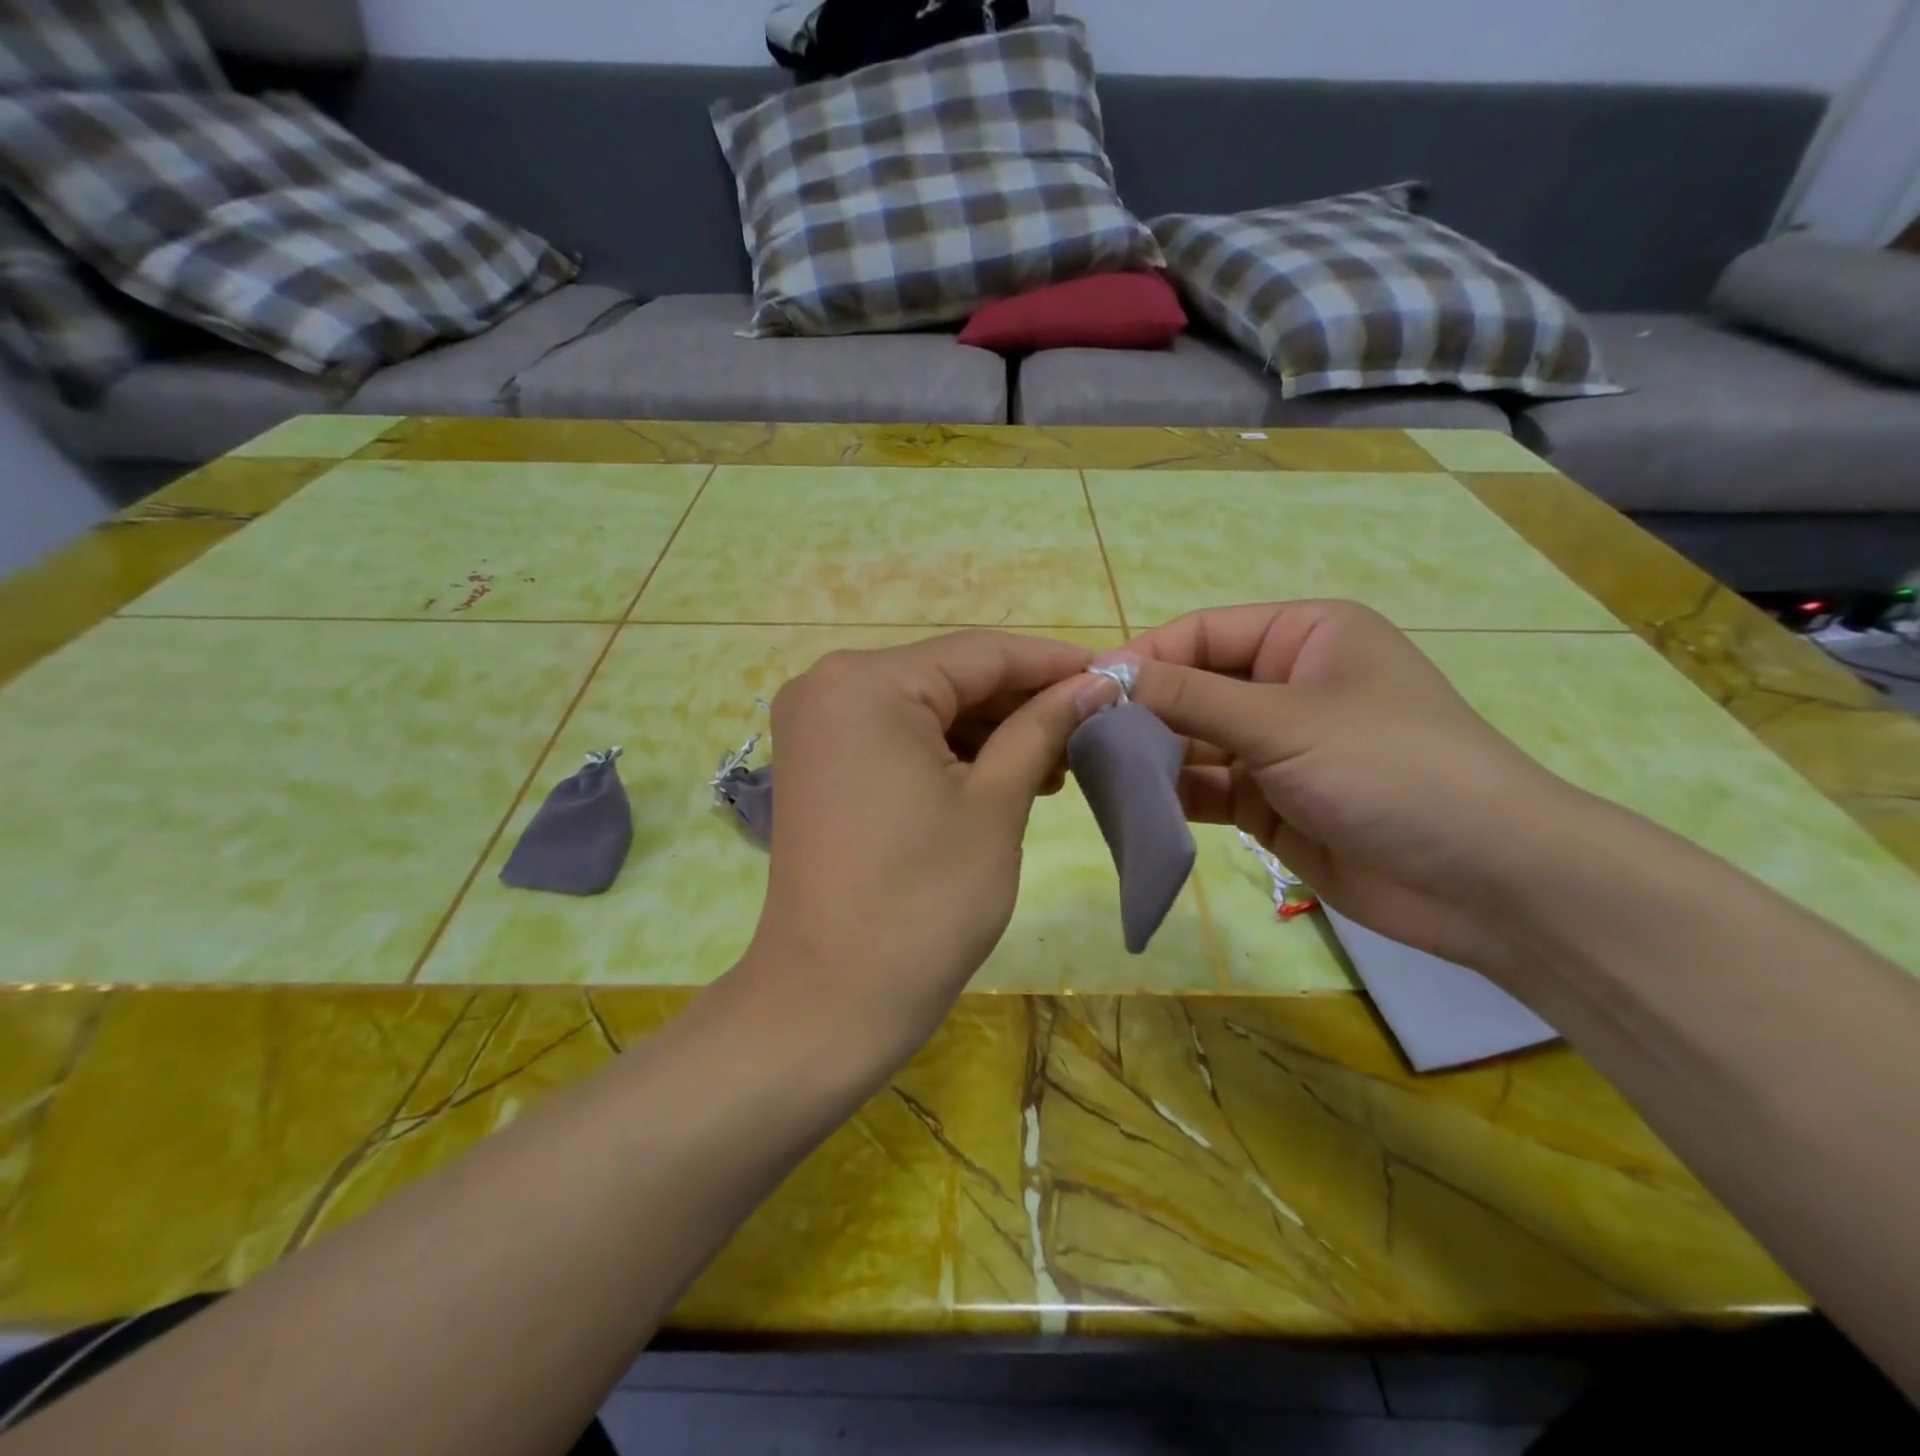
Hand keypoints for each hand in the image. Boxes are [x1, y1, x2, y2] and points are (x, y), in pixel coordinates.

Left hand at [744, 630, 1096, 1054]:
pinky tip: (1007, 775)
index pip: (981, 652)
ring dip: (992, 731)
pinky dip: (952, 752)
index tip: (1114, 675)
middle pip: (950, 677)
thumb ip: (1043, 727)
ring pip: (927, 708)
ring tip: (1059, 761)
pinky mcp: (820, 764)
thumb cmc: (924, 900)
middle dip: (1023, 702)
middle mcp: (830, 685)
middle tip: (1093, 726)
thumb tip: (1094, 684)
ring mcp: (818, 726)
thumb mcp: (996, 803)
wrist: (833, 999)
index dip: (1053, 663)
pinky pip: (899, 738)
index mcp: (868, 682)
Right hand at [1115, 601, 1581, 972]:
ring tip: (1094, 773)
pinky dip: (1171, 794)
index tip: (1083, 690)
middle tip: (1078, 738)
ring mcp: (1277, 748)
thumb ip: (1189, 698)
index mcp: (1303, 637)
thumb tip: (1105, 674)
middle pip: (1192, 688)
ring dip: (1150, 756)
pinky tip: (1130, 804)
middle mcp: (1286, 685)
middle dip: (1141, 712)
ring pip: (1194, 742)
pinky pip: (1207, 789)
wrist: (1483, 880)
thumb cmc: (1389, 768)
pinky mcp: (1270, 803)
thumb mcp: (1283, 721)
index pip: (1201, 634)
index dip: (1143, 658)